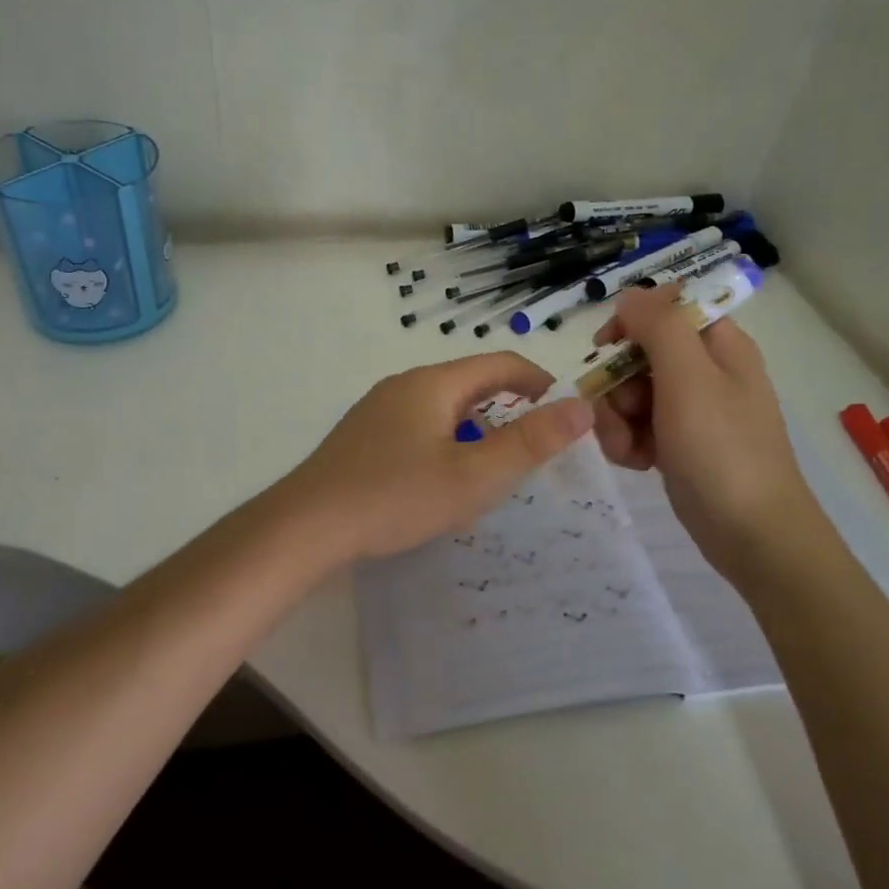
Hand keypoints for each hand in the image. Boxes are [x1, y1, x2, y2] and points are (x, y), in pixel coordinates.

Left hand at [287, 353, 595, 561]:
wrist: (307, 525)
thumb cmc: (396, 496)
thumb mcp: (474, 475)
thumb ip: (530, 442)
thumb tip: (582, 407)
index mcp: (433, 384)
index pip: (498, 363)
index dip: (537, 380)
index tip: (562, 408)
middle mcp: (404, 385)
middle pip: (468, 383)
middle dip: (506, 406)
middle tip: (530, 445)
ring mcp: (376, 409)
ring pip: (440, 407)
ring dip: (473, 427)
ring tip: (488, 466)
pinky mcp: (361, 436)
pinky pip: (416, 426)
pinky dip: (443, 441)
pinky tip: (437, 479)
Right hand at [591, 284, 816, 569]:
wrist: (751, 535)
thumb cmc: (722, 449)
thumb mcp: (689, 377)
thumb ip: (658, 326)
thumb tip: (631, 295)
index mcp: (719, 345)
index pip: (666, 309)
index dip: (632, 322)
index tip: (607, 347)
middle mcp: (705, 372)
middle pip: (640, 354)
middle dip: (618, 383)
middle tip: (624, 411)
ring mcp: (690, 412)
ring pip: (630, 394)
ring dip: (617, 419)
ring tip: (629, 449)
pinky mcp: (677, 445)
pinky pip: (636, 428)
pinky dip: (628, 443)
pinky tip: (636, 464)